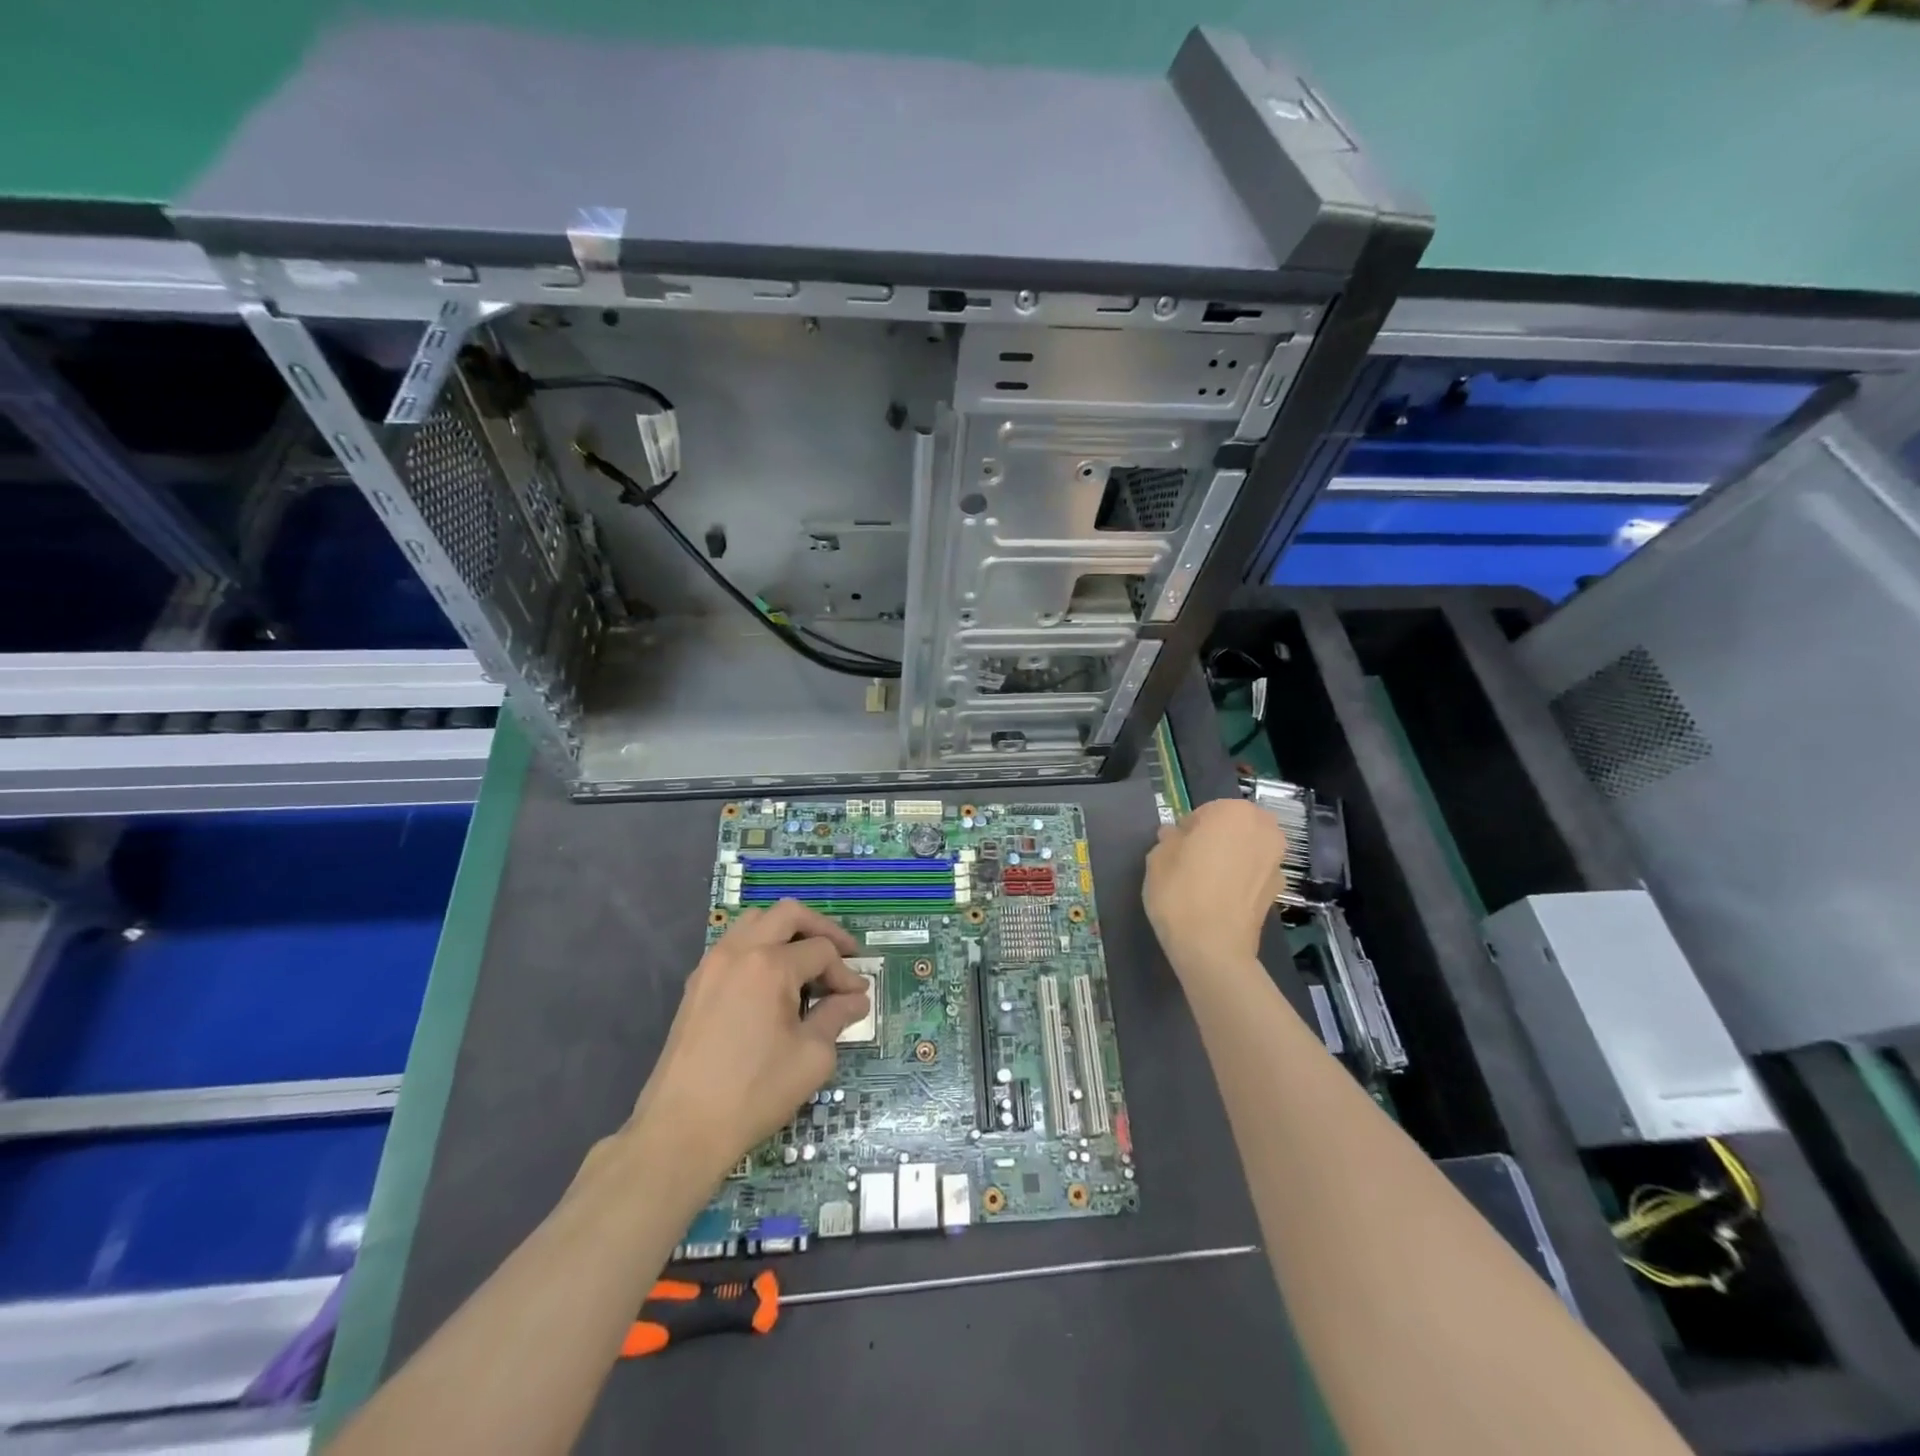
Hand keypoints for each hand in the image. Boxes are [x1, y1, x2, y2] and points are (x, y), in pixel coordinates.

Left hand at [631, 901, 869, 1180]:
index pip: (821, 951)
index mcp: (770, 965)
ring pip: (756, 922)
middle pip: (788, 914)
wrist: (682, 1128)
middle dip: (821, 929)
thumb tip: (855, 1000)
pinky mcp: (697, 984)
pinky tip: (772, 983)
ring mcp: (712, 964)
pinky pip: (735, 945)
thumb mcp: (811, 1057)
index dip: (846, 973)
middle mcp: (740, 951)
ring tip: (806, 964)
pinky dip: (760, 949)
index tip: (857, 998)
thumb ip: (836, 1018)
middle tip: (843, 954)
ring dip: (787, 933)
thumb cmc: (755, 1092)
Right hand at [1143, 798, 1286, 978]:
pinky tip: (1223, 899)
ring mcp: (1276, 860)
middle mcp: (1263, 829)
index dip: (1188, 830)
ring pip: (1248, 849)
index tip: (1176, 850)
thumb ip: (1169, 839)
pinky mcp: (1280, 890)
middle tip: (1193, 862)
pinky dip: (1243, 880)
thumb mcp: (1158, 858)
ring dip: (1233, 857)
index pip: (1205, 812)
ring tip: (1209, 882)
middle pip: (1234, 826)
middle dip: (1217, 839)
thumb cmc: (1180, 892)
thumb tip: (1176, 836)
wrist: (1212, 947)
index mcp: (1233, 812)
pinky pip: (1255, 874)